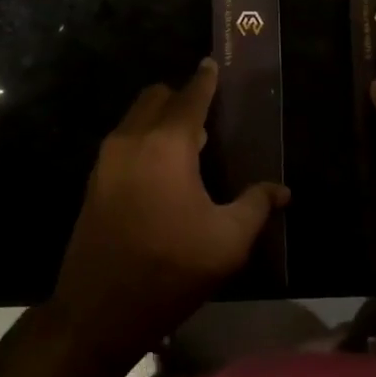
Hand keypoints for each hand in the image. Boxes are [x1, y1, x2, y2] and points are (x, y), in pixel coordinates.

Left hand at [52, 59, 288, 364]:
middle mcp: (132, 140)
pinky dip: (144, 139)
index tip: (213, 64)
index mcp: (167, 144)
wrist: (97, 313)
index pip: (190, 96)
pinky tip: (163, 172)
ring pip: (136, 118)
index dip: (205, 79)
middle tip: (207, 118)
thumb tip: (281, 190)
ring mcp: (107, 161)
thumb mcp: (227, 242)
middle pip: (156, 97)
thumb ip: (256, 205)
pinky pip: (124, 141)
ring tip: (189, 147)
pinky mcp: (94, 182)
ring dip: (161, 119)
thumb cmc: (169, 270)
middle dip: (181, 97)